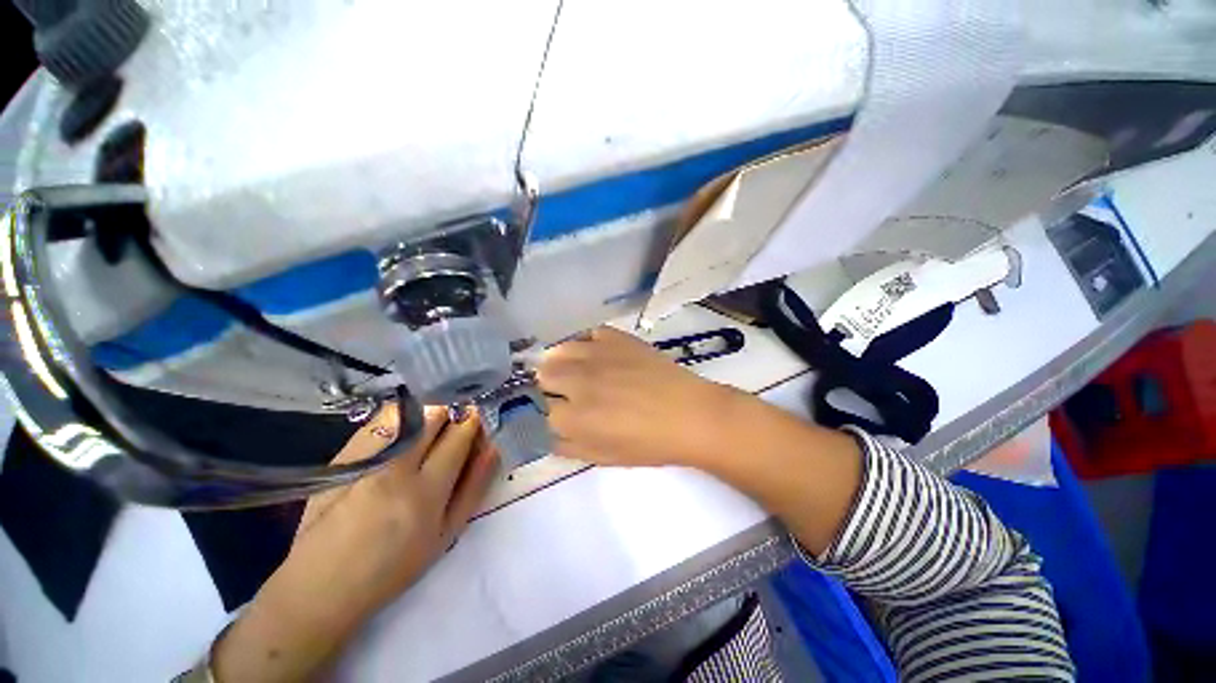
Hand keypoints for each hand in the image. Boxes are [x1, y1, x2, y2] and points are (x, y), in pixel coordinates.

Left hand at [211, 405, 498, 682]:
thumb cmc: (394, 567)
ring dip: (425, 411)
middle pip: (432, 414)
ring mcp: (363, 459)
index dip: (473, 419)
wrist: (321, 585)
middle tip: (456, 422)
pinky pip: (379, 421)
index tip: (478, 417)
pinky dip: (399, 418)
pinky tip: (402, 433)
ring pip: (405, 411)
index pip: (459, 435)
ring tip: (430, 426)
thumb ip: (474, 487)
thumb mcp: (446, 534)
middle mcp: (394, 469)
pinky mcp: (340, 457)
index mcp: (425, 493)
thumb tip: (493, 446)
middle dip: (452, 410)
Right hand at [537, 326, 743, 467]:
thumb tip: (547, 431)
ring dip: (562, 362)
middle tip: (566, 393)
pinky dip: (587, 344)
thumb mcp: (603, 457)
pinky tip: (598, 355)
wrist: (690, 414)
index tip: (557, 414)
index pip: (538, 409)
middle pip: (542, 374)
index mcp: (574, 417)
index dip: (546, 412)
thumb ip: (567, 446)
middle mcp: (579, 381)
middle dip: (548, 386)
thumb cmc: (649, 444)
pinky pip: (588, 334)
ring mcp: (598, 354)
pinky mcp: (617, 338)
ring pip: (559, 350)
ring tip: (578, 372)